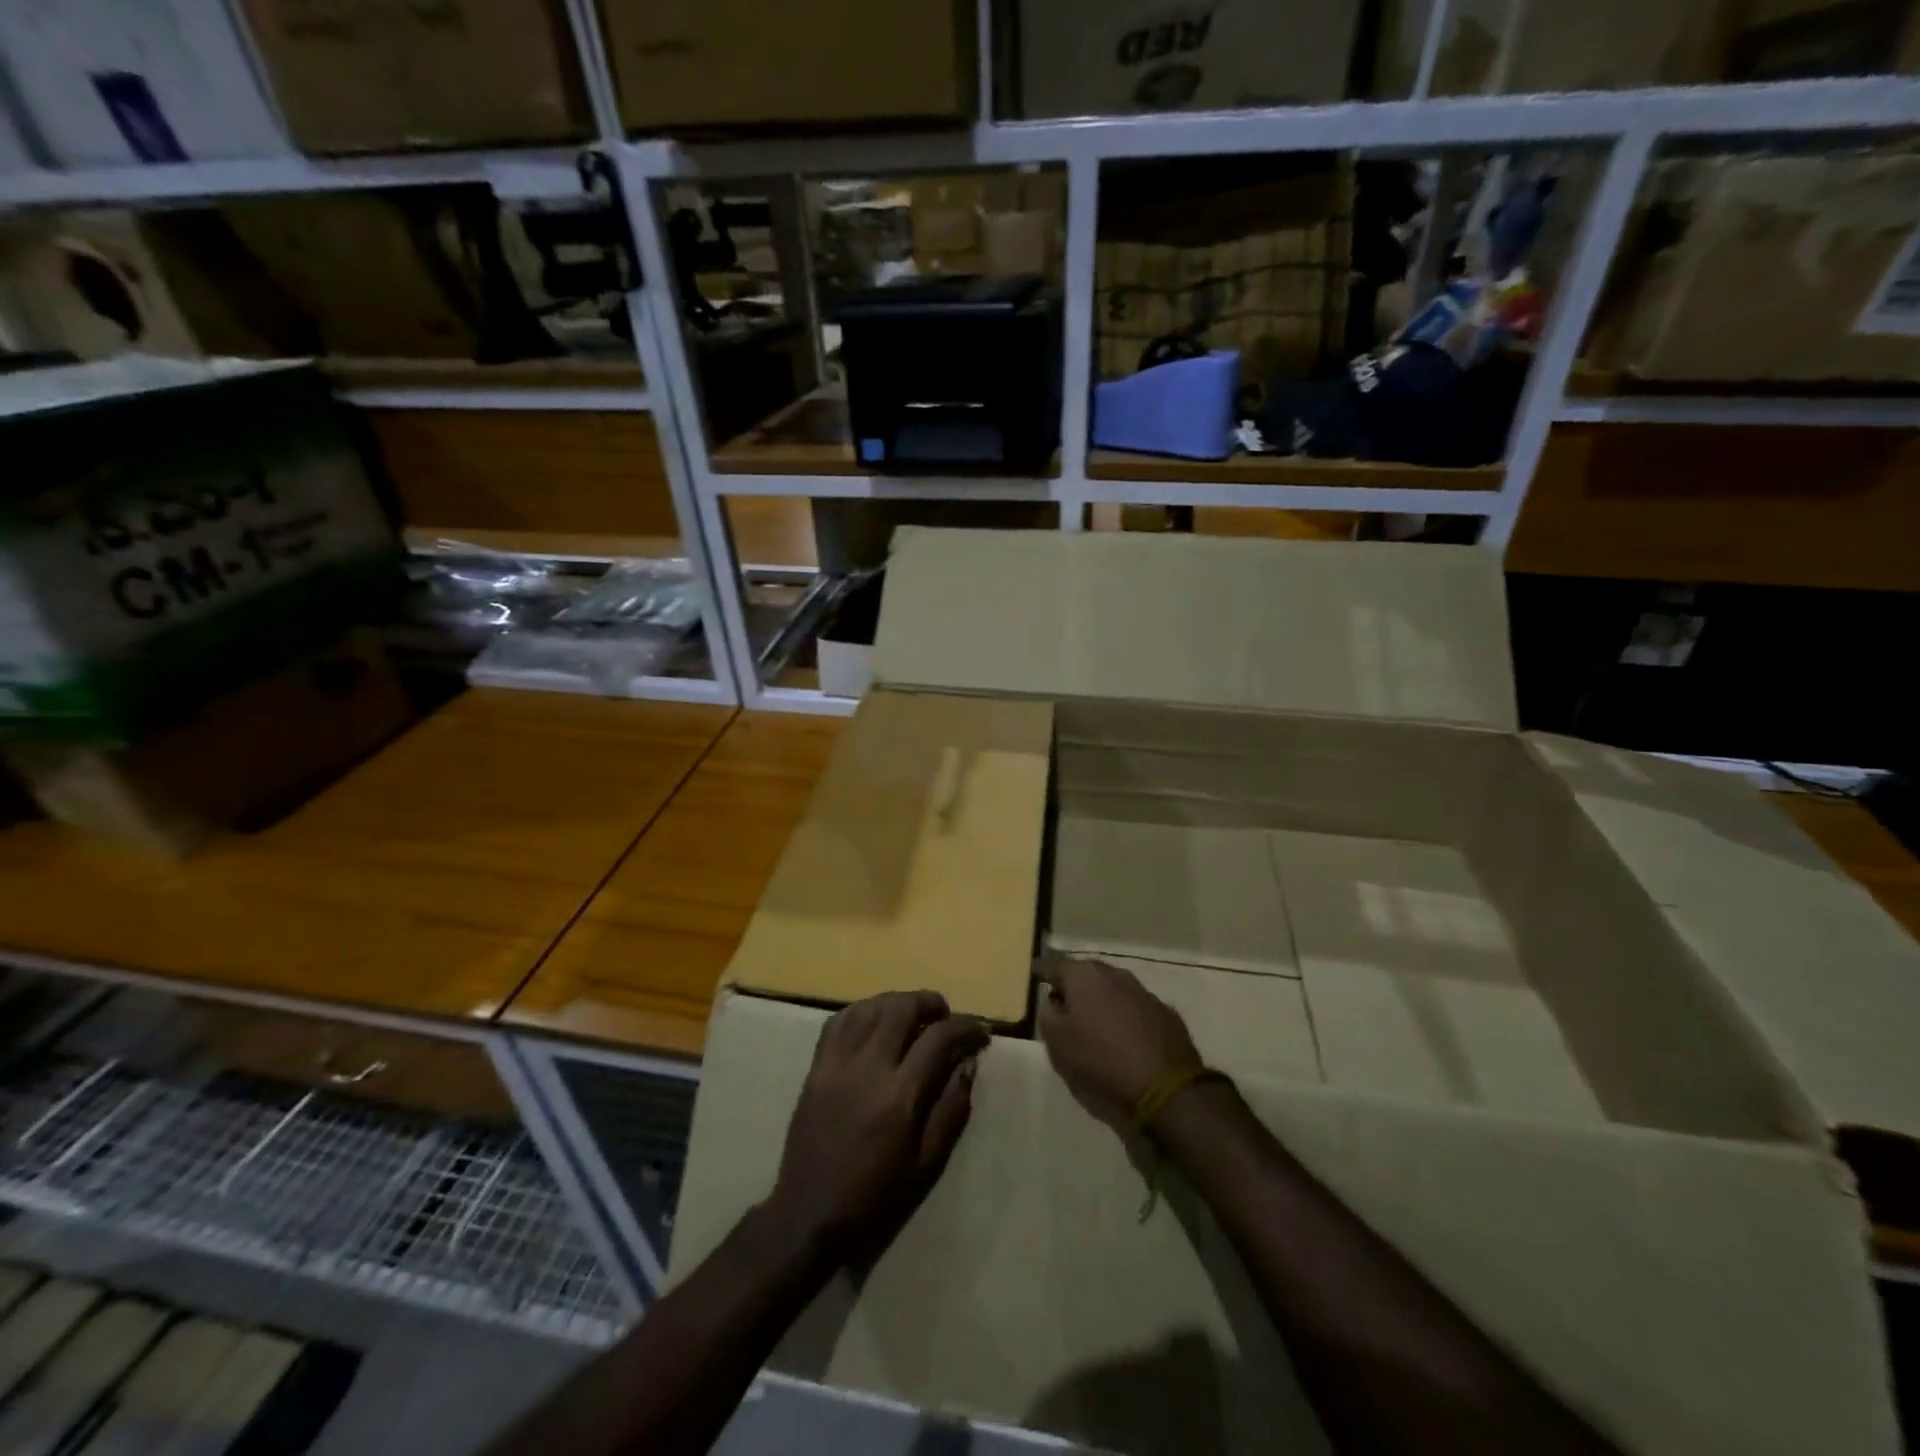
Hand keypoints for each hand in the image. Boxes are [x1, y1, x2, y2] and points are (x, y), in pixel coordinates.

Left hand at [770, 991, 989, 1263]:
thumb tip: (968, 1063)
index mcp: (899, 1096)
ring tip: (912, 1014)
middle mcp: (867, 1068)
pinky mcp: (815, 1068)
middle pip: (901, 1009)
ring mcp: (836, 1064)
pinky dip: (862, 1011)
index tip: (981, 1031)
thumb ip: (951, 1109)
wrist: (810, 1214)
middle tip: (945, 1015)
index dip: (966, 1027)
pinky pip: (838, 1021)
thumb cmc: (875, 1197)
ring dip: (896, 1002)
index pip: (938, 1038)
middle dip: (930, 1003)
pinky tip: (874, 1021)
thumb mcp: (927, 1164)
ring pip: (869, 1007)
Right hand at [1036, 955, 1201, 1130]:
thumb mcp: (1057, 1044)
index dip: (1043, 970)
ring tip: (1095, 1022)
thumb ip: (1048, 1017)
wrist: (1165, 1091)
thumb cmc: (1100, 1062)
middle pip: (1087, 974)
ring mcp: (1145, 993)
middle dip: (1075, 985)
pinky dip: (1127, 1018)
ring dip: (1103, 1001)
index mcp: (1084, 977)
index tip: (1036, 973)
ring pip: (1115, 990)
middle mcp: (1115, 975)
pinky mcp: (1167, 1015)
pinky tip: (1125, 1039)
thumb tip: (1055, 1004)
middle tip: (1064, 1002)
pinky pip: (1137, 1010)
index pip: (1055, 964)